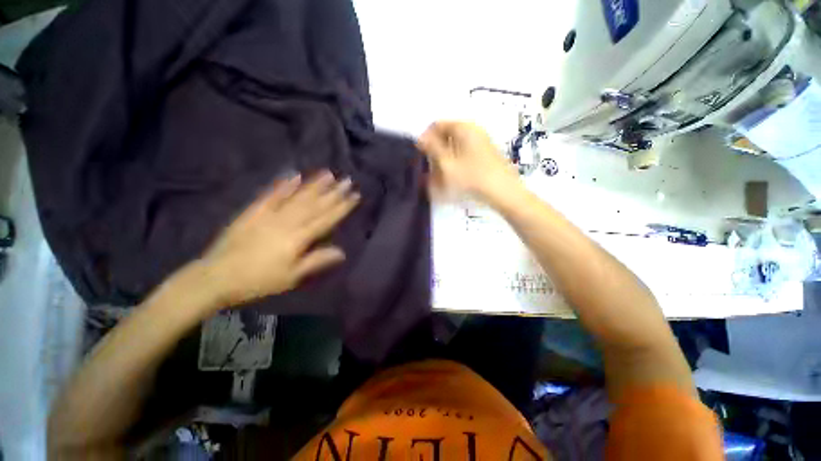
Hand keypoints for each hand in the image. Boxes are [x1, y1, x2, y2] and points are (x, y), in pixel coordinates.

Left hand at [197, 172, 359, 307]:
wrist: (222, 273)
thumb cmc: (258, 281)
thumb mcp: (290, 278)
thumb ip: (314, 262)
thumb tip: (341, 251)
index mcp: (297, 239)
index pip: (324, 220)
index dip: (340, 208)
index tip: (354, 195)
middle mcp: (286, 221)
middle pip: (312, 205)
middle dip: (331, 193)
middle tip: (347, 180)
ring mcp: (269, 213)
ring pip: (296, 196)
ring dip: (313, 185)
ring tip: (328, 174)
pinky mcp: (254, 210)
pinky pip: (272, 194)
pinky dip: (284, 185)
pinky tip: (294, 176)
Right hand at [418, 121, 520, 203]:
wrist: (505, 193)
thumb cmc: (473, 177)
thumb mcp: (446, 163)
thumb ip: (431, 147)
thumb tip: (421, 138)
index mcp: (464, 127)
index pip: (437, 125)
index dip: (426, 139)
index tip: (421, 156)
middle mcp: (474, 130)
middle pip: (447, 136)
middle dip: (435, 151)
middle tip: (429, 170)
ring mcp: (482, 143)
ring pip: (456, 147)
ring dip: (444, 160)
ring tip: (439, 179)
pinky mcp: (487, 156)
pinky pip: (465, 156)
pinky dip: (456, 165)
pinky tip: (453, 181)